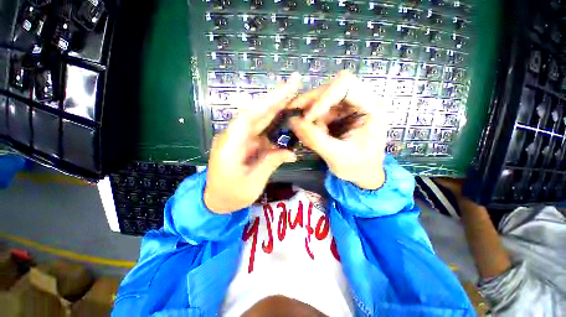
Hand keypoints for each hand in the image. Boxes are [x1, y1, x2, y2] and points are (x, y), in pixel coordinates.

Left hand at [204, 73, 301, 213]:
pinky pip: (261, 130)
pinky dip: (274, 124)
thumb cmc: (231, 195)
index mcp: (230, 146)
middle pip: (255, 113)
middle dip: (276, 98)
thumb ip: (270, 164)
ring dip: (277, 108)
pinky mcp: (245, 142)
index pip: (249, 117)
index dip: (267, 103)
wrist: (215, 199)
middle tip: (295, 83)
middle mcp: (233, 136)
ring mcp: (239, 138)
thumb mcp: (252, 183)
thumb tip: (291, 153)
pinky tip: (286, 118)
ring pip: (259, 119)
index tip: (286, 91)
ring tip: (295, 98)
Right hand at [289, 71, 386, 189]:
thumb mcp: (336, 156)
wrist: (363, 174)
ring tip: (305, 131)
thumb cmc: (357, 167)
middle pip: (330, 87)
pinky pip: (318, 109)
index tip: (308, 118)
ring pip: (321, 98)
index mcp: (371, 108)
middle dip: (310, 104)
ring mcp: (348, 106)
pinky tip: (311, 132)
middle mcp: (361, 100)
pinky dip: (310, 119)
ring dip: (308, 113)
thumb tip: (291, 121)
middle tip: (295, 119)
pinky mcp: (338, 113)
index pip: (346, 84)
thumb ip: (314, 139)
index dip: (323, 97)